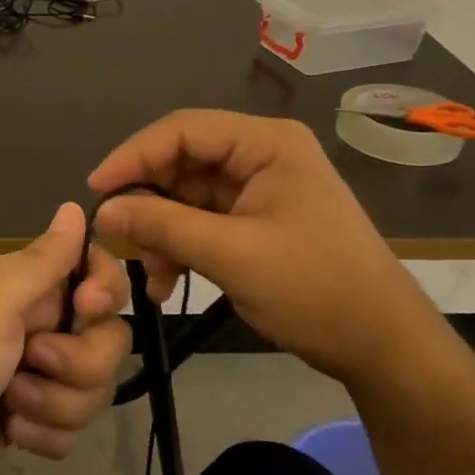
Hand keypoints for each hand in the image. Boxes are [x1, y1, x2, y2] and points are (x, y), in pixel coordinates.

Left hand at [0, 203, 131, 474]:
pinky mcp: (31, 420)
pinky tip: (10, 433)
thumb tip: (74, 205)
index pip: (94, 271)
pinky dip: (45, 435)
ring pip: (95, 387)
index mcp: (23, 287)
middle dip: (78, 364)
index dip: (105, 291)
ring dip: (55, 404)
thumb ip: (41, 261)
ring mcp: (34, 376)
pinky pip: (74, 427)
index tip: (86, 310)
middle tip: (31, 364)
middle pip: (108, 337)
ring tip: (9, 408)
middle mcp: (33, 325)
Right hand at [89, 109, 440, 384]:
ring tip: (147, 273)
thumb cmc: (313, 288)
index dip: (133, 155)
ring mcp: (259, 191)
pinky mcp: (256, 223)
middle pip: (182, 163)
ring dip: (160, 233)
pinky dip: (179, 248)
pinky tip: (165, 284)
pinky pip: (202, 224)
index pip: (182, 130)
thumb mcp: (231, 255)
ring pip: (186, 197)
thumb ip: (163, 225)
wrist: (379, 343)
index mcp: (266, 144)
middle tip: (115, 239)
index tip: (95, 190)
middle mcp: (261, 157)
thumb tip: (103, 211)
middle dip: (146, 202)